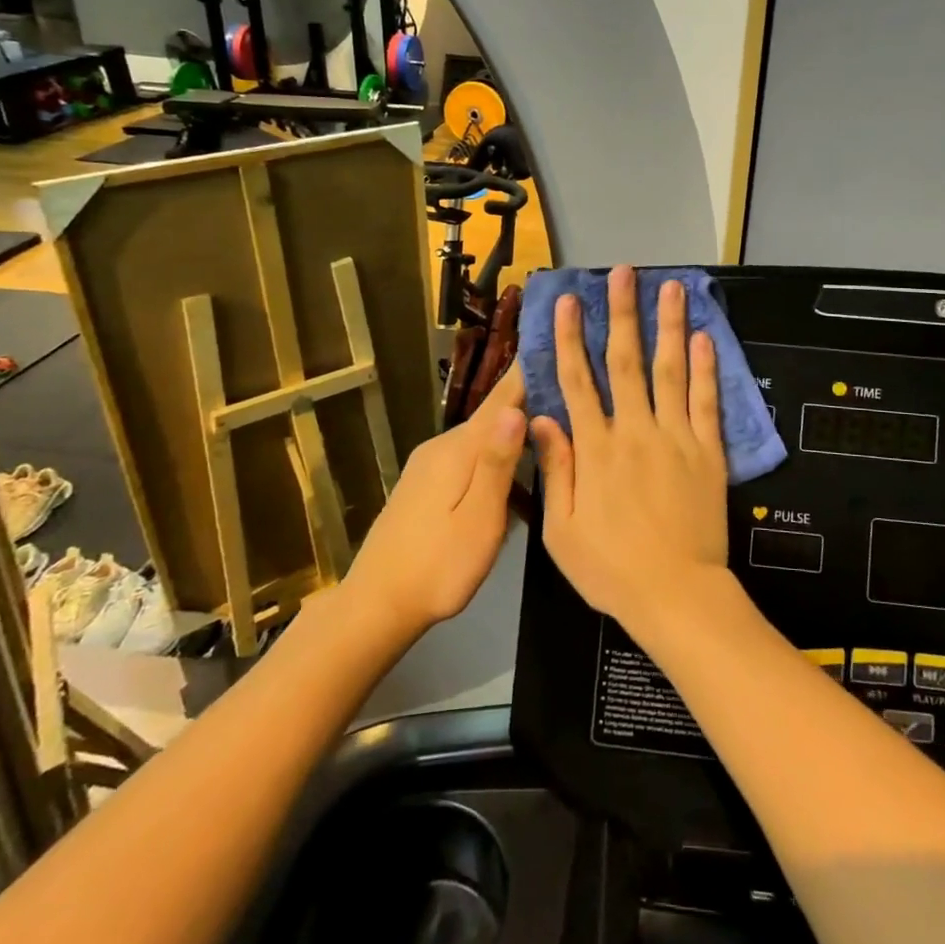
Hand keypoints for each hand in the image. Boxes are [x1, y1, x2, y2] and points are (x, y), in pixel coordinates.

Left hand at [343, 365, 525, 634]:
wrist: (376, 605)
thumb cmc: (438, 568)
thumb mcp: (478, 521)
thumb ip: (496, 465)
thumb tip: (516, 409)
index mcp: (458, 450)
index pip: (501, 399)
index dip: (527, 370)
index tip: (552, 338)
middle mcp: (442, 446)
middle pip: (492, 415)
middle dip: (528, 398)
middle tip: (568, 385)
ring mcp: (430, 465)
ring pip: (481, 437)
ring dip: (513, 429)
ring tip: (550, 426)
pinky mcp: (425, 484)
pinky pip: (470, 456)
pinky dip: (496, 454)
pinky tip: (515, 474)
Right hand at [533, 266, 727, 632]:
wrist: (676, 594)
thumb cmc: (611, 568)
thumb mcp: (562, 530)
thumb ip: (555, 469)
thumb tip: (542, 418)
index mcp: (596, 449)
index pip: (577, 382)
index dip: (569, 339)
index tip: (566, 302)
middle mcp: (634, 431)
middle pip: (625, 362)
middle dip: (622, 313)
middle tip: (624, 273)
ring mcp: (676, 438)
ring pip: (670, 371)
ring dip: (667, 326)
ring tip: (670, 288)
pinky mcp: (708, 452)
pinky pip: (706, 402)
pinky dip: (706, 368)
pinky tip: (704, 337)